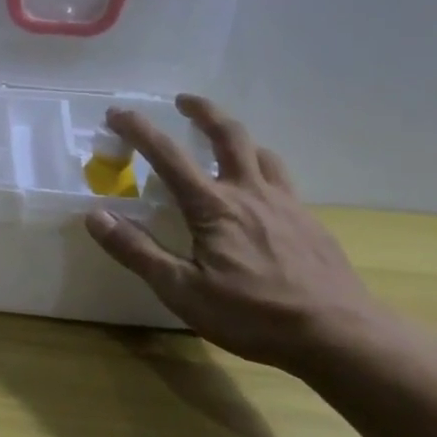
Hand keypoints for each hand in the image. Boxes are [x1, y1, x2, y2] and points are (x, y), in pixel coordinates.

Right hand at [84, 96, 387, 374]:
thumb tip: (95, 216)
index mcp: (213, 206)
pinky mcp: (310, 223)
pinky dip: (264, 170)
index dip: (139, 130)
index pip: (167, 155)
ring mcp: (286, 205)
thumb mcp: (182, 291)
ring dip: (238, 139)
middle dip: (203, 111)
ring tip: (224, 143)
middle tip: (183, 100)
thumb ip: (137, 251)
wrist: (341, 336)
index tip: (117, 112)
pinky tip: (261, 195)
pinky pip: (283, 181)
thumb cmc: (254, 315)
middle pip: (228, 135)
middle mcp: (249, 193)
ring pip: (262, 154)